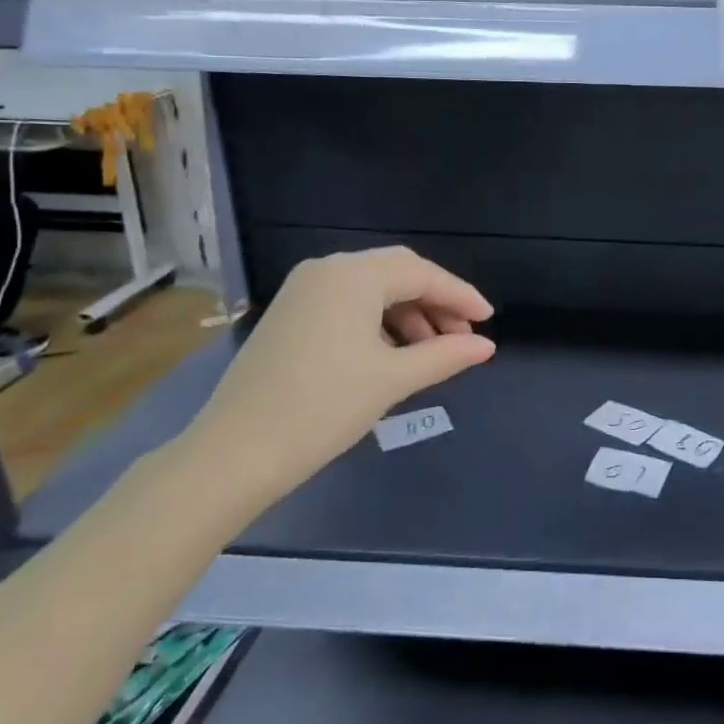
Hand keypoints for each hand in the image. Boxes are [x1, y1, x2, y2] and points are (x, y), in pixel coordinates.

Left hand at [177, 247, 494, 505]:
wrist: (234, 454)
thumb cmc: (322, 408)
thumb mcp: (393, 379)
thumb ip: (446, 355)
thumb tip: (487, 346)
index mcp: (352, 275)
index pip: (422, 274)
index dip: (461, 296)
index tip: (489, 320)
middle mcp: (327, 270)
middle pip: (398, 273)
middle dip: (436, 302)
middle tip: (463, 336)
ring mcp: (303, 291)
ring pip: (373, 289)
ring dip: (409, 314)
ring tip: (432, 351)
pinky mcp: (290, 314)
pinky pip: (349, 304)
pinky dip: (380, 322)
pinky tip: (395, 353)